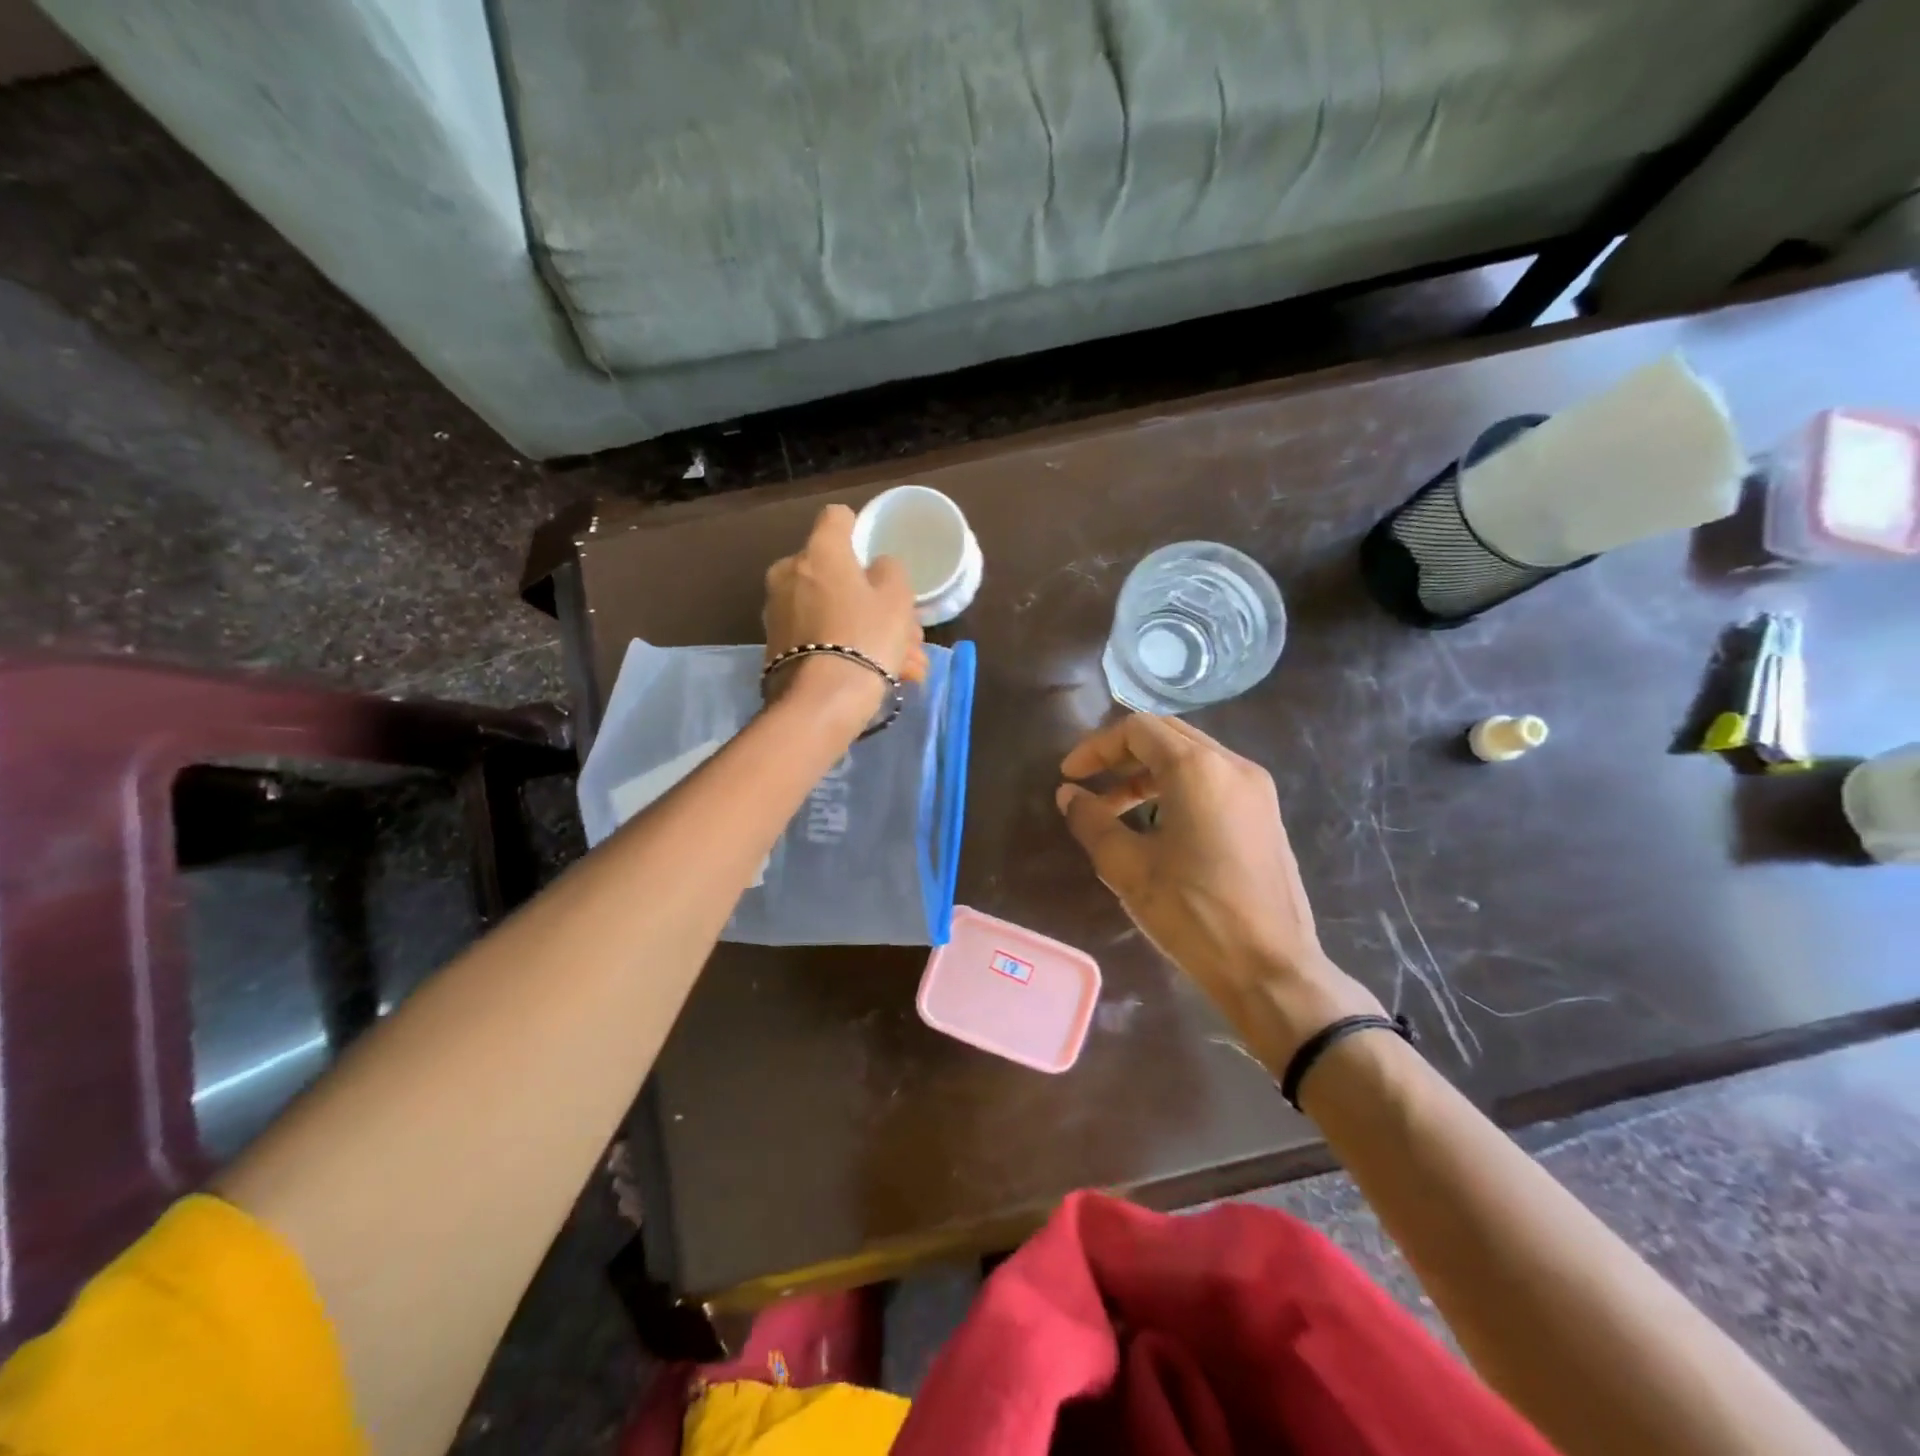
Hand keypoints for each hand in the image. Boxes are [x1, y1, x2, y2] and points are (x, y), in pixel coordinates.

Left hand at [764, 505, 928, 724]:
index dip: (858, 531)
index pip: (837, 518)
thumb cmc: (865, 637)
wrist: (822, 701)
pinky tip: (880, 677)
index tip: (874, 556)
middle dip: (873, 601)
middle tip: (906, 633)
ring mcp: (778, 612)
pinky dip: (846, 651)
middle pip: (837, 575)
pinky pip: (820, 639)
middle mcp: (789, 573)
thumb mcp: (896, 598)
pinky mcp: (775, 648)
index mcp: (819, 551)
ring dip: (867, 633)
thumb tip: (875, 568)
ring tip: (905, 666)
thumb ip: (889, 571)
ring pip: (833, 613)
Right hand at [1057, 714, 1380, 1059]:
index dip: (1096, 747)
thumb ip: (1091, 821)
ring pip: (1191, 756)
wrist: (1271, 969)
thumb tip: (1069, 795)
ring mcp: (1256, 788)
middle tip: (1090, 785)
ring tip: (1116, 810)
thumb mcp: (1128, 868)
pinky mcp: (1265, 813)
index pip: (1137, 729)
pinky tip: (1158, 825)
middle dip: (1121, 755)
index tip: (1070, 777)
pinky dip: (1177, 787)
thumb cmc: (1193, 914)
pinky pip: (1213, 780)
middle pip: (1166, 735)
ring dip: (1148, 773)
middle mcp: (1232, 765)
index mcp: (1198, 769)